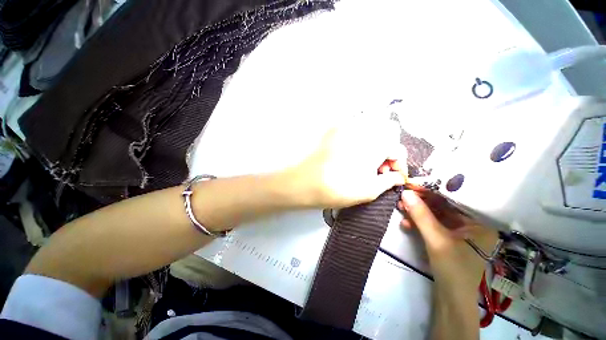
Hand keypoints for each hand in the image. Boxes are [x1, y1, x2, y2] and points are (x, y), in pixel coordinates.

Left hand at [287, 115, 406, 208]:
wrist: (304, 183)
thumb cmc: (337, 189)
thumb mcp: (368, 191)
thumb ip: (389, 181)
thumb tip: (398, 177)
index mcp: (374, 144)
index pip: (397, 145)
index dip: (398, 161)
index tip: (392, 174)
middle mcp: (361, 129)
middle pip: (385, 133)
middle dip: (387, 150)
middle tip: (378, 169)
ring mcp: (345, 127)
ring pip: (370, 128)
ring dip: (374, 144)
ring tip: (364, 163)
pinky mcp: (333, 130)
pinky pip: (353, 129)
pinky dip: (359, 141)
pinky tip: (351, 156)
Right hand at [398, 189, 497, 289]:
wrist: (450, 298)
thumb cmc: (453, 270)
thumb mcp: (436, 240)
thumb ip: (421, 215)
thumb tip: (405, 192)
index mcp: (480, 222)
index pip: (456, 199)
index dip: (433, 190)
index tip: (413, 185)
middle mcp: (471, 224)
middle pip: (443, 206)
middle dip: (421, 202)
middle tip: (403, 197)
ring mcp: (459, 232)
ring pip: (435, 215)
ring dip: (417, 212)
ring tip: (401, 208)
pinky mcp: (447, 238)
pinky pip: (432, 225)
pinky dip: (419, 223)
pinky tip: (406, 223)